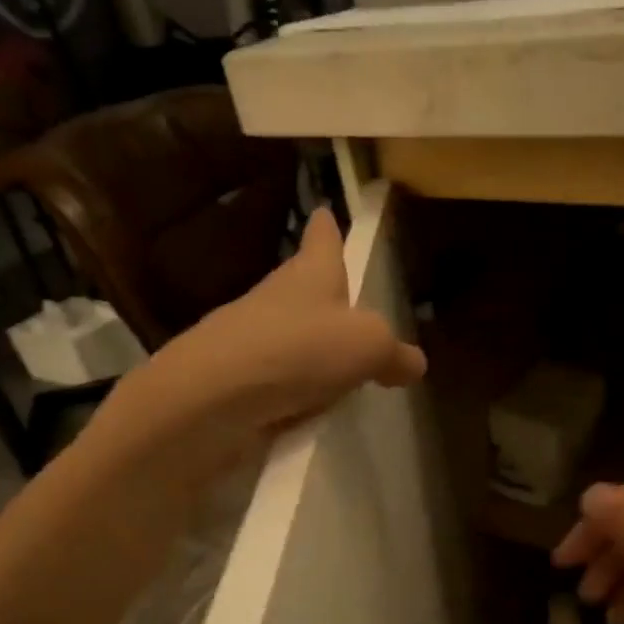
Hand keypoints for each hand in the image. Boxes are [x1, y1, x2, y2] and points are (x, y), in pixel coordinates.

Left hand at [83, 208, 424, 480]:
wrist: (210, 400)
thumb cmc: (298, 351)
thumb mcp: (369, 347)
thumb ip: (395, 353)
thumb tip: (413, 363)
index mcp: (310, 274)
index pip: (322, 239)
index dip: (328, 227)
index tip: (325, 211)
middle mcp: (278, 298)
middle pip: (306, 288)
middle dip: (326, 296)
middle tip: (354, 312)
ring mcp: (252, 340)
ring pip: (292, 337)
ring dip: (313, 350)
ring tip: (343, 373)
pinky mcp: (238, 382)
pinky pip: (280, 382)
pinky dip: (297, 392)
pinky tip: (314, 412)